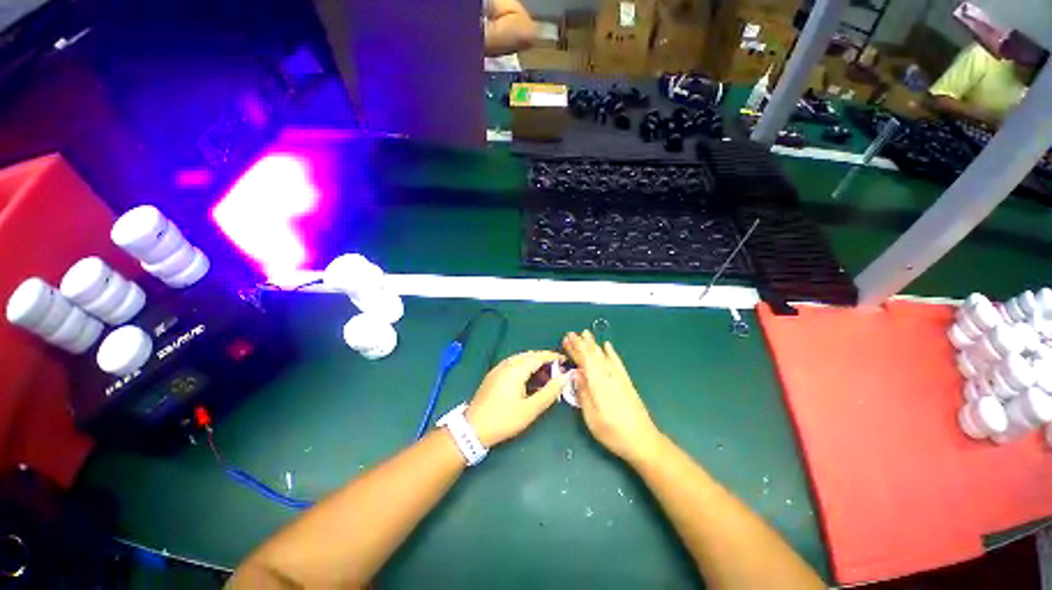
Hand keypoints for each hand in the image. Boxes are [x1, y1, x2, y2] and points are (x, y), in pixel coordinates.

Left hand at [466, 351, 566, 447]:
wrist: (473, 428)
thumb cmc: (504, 419)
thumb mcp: (530, 409)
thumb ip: (549, 392)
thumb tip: (564, 378)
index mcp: (516, 369)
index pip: (538, 356)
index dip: (553, 357)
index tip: (565, 361)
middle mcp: (507, 364)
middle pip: (529, 355)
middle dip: (544, 360)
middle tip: (557, 370)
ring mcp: (498, 368)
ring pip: (520, 359)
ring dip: (534, 363)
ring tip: (545, 376)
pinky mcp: (494, 375)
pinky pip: (513, 364)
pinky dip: (524, 367)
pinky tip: (529, 380)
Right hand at [563, 331, 662, 464]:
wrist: (643, 440)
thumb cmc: (612, 432)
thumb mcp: (591, 417)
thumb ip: (583, 393)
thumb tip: (575, 373)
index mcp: (598, 384)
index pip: (584, 360)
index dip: (575, 348)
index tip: (566, 338)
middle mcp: (609, 376)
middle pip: (593, 355)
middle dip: (582, 343)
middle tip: (571, 333)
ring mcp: (619, 378)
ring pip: (604, 355)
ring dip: (594, 344)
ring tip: (586, 333)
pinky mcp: (626, 382)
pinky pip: (617, 362)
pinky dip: (611, 352)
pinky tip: (608, 346)